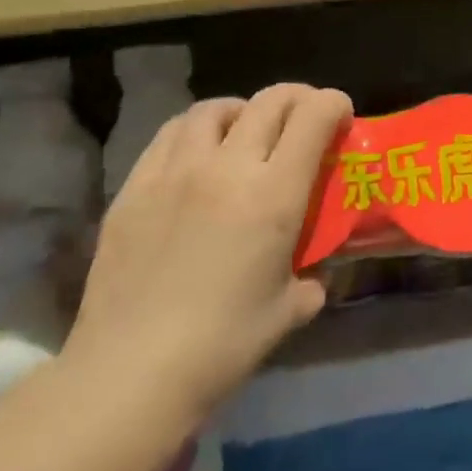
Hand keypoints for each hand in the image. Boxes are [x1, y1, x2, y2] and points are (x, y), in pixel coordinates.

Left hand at [65, 83, 352, 419]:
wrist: (131, 372)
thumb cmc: (222, 345)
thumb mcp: (288, 311)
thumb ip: (310, 282)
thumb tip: (313, 277)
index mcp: (273, 195)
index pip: (313, 118)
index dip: (334, 104)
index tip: (341, 115)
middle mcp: (226, 168)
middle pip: (269, 101)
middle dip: (298, 99)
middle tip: (304, 116)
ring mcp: (174, 172)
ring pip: (214, 109)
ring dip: (242, 111)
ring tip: (245, 131)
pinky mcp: (134, 187)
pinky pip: (170, 135)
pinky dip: (195, 132)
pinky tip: (197, 155)